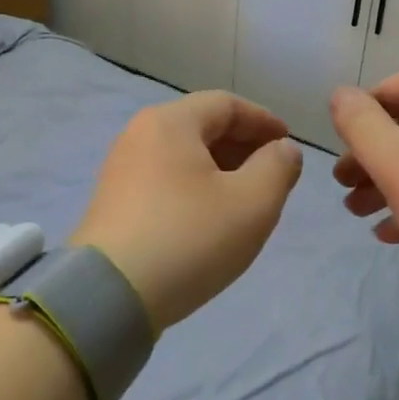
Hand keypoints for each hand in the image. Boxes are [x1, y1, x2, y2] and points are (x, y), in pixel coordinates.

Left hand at [71, 91, 303, 331]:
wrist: (110, 295)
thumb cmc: (189, 238)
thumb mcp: (252, 203)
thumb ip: (277, 167)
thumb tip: (283, 149)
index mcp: (170, 122)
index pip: (226, 104)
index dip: (263, 121)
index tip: (288, 144)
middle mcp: (139, 135)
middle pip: (201, 126)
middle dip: (242, 145)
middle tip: (272, 174)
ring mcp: (121, 169)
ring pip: (182, 156)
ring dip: (220, 169)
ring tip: (246, 199)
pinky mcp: (114, 202)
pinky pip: (164, 180)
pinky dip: (194, 187)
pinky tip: (210, 218)